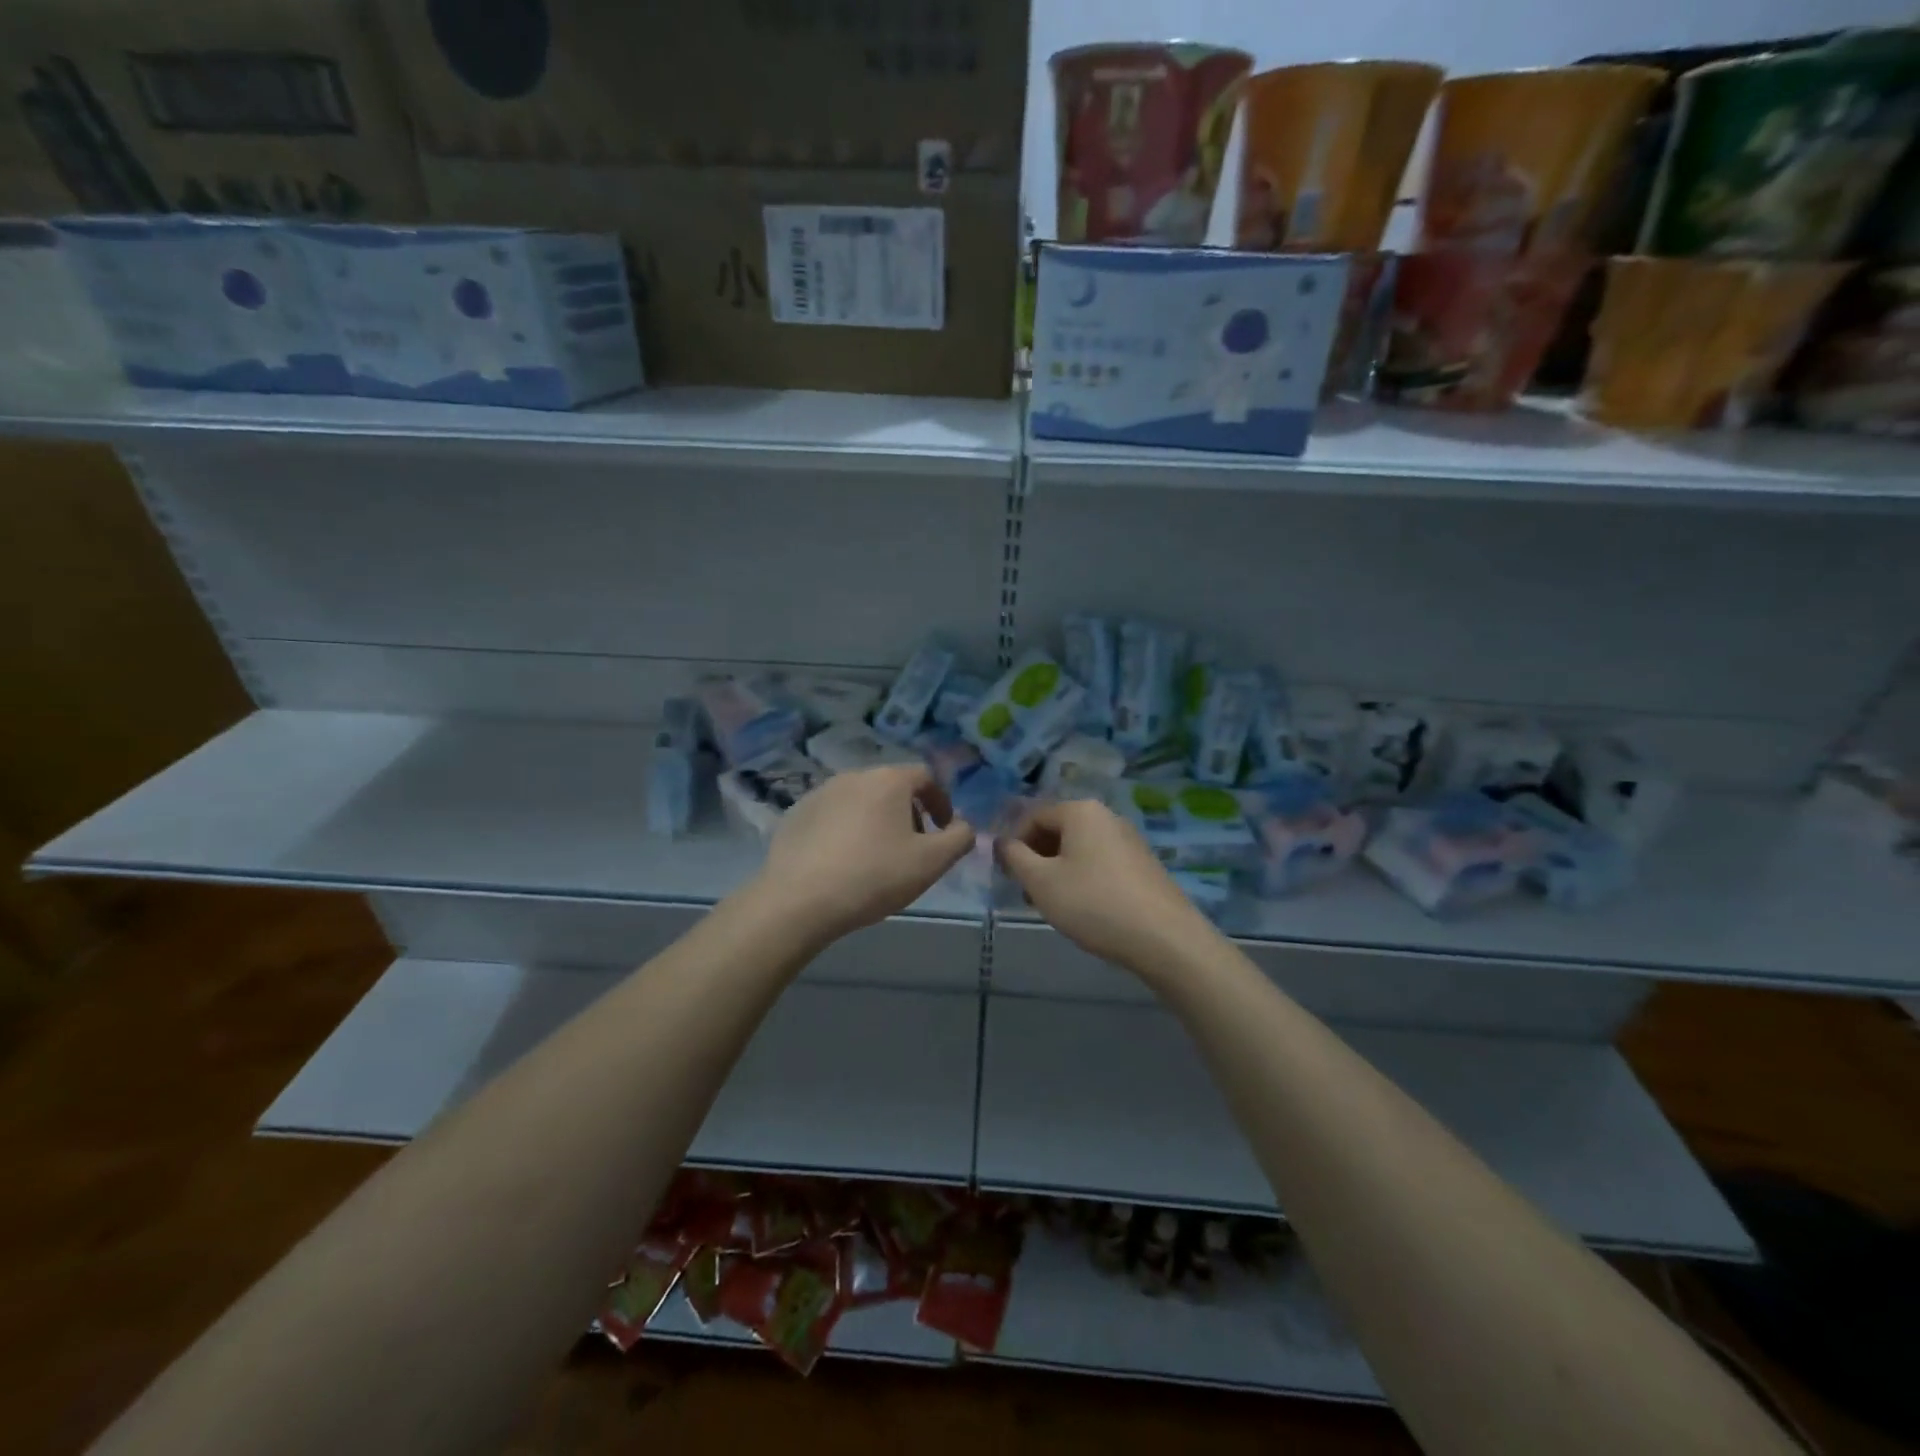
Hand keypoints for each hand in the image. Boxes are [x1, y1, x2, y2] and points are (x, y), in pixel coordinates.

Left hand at [751, 765, 975, 942]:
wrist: (799, 900)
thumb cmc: (874, 876)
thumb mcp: (931, 862)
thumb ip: (959, 839)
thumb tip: (964, 826)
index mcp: (888, 780)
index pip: (925, 777)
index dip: (941, 802)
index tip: (944, 830)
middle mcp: (853, 776)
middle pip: (891, 787)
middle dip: (909, 813)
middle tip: (913, 848)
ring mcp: (819, 793)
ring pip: (860, 801)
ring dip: (876, 821)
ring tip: (877, 857)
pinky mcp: (796, 814)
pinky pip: (832, 816)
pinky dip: (846, 831)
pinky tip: (843, 863)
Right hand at [998, 799, 1215, 976]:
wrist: (1164, 938)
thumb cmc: (1093, 903)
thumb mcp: (1041, 882)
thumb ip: (1014, 857)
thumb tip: (1000, 842)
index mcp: (1080, 811)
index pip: (1032, 815)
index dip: (1012, 843)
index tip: (1006, 875)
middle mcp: (1106, 816)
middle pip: (1057, 829)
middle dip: (1035, 858)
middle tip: (1026, 892)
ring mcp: (1128, 839)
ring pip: (1078, 848)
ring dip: (1056, 870)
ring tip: (1051, 905)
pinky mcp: (1142, 864)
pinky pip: (1100, 862)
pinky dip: (1082, 878)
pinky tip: (1082, 908)